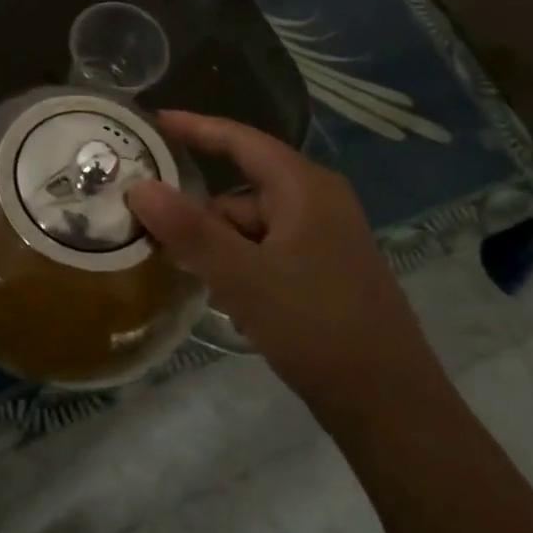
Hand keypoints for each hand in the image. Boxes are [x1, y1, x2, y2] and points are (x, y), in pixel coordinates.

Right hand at [126, 111, 445, 435]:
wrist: (393, 410)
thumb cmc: (317, 327)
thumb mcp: (243, 277)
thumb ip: (188, 229)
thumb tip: (138, 187)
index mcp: (305, 187)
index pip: (240, 139)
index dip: (195, 126)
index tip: (152, 121)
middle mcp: (317, 202)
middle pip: (240, 188)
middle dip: (197, 207)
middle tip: (148, 220)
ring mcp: (324, 239)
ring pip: (251, 224)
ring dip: (216, 243)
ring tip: (180, 268)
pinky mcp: (324, 271)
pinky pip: (267, 250)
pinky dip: (239, 263)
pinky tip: (222, 295)